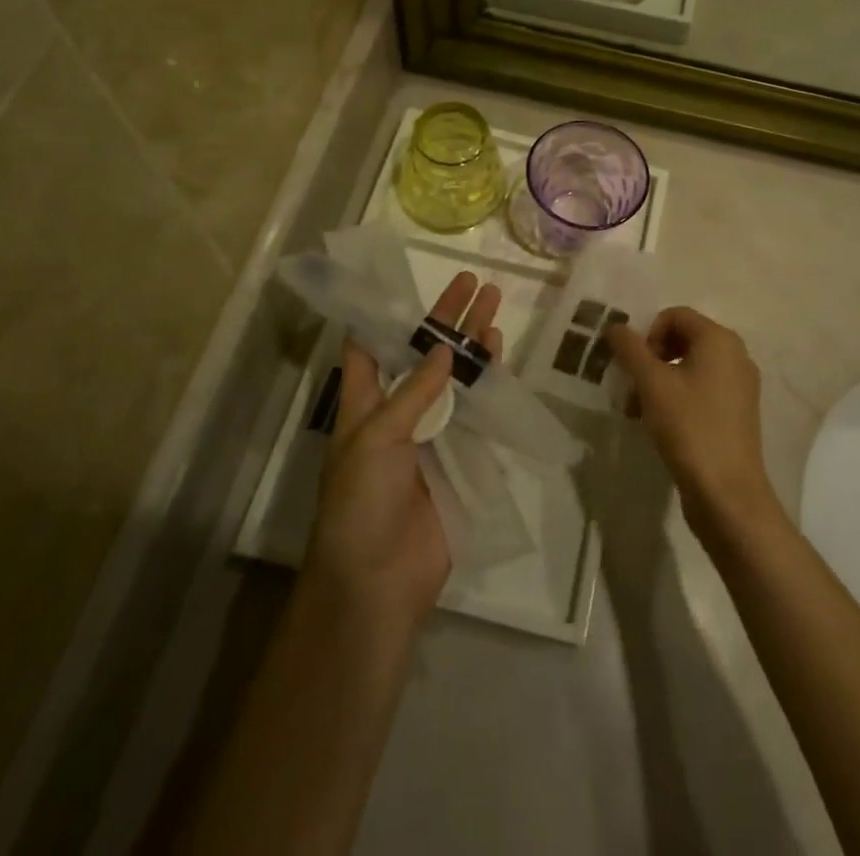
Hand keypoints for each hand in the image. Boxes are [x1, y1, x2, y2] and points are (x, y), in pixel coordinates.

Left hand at [305, 271, 503, 628]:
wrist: (379, 579)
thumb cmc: (361, 501)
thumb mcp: (376, 438)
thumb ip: (414, 392)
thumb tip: (445, 349)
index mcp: (364, 403)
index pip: (368, 348)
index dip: (383, 315)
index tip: (402, 282)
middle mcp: (398, 410)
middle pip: (423, 352)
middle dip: (445, 317)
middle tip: (471, 280)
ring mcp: (431, 431)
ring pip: (455, 374)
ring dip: (471, 340)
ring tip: (492, 302)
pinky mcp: (459, 454)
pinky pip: (476, 408)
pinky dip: (487, 379)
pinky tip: (498, 351)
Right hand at [605, 306, 779, 543]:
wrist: (727, 493)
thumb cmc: (689, 427)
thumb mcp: (651, 383)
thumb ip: (630, 349)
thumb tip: (615, 326)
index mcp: (720, 340)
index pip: (675, 315)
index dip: (648, 334)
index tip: (634, 365)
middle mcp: (736, 356)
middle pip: (684, 339)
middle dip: (652, 357)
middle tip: (635, 384)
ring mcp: (740, 386)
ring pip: (691, 367)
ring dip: (661, 379)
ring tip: (641, 408)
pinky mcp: (738, 414)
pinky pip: (703, 390)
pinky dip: (679, 397)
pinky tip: (661, 423)